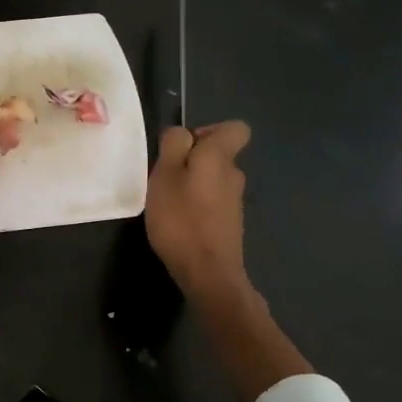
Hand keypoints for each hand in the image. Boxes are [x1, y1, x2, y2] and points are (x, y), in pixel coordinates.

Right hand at [145, 122, 251, 302]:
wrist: (208, 273)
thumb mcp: (165, 174)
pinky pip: (212, 203)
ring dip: (192, 186)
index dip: (209, 131)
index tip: (184, 148)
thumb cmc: (181, 219)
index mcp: (220, 157)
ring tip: (167, 204)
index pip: (236, 128)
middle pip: (218, 155)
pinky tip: (178, 224)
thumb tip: (183, 133)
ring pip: (213, 180)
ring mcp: (234, 202)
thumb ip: (174, 145)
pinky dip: (196, 207)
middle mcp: (234, 175)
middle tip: (165, 178)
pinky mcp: (230, 224)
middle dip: (192, 161)